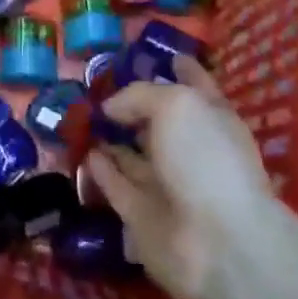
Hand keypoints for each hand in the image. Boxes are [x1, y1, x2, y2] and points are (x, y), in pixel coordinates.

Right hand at [86, 58, 276, 298]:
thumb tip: (111, 107)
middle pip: (158, 122)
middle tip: (96, 88)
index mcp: (211, 118)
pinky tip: (84, 154)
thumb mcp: (176, 105)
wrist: (217, 242)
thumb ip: (140, 95)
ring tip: (80, 119)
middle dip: (132, 106)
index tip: (163, 56)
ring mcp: (168, 184)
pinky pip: (117, 186)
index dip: (181, 69)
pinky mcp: (143, 215)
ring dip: (111, 139)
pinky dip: (101, 170)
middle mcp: (191, 149)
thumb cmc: (206, 158)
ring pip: (134, 156)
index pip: (195, 85)